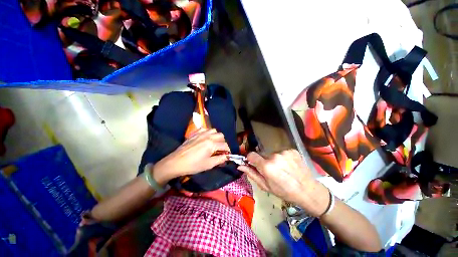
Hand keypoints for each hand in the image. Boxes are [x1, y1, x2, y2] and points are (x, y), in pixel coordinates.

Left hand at [152, 129, 229, 184]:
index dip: (228, 151)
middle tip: (219, 150)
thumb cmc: (193, 165)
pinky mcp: (195, 133)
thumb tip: (227, 157)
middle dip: (223, 142)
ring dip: (216, 136)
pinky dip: (208, 132)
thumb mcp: (208, 164)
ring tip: (213, 143)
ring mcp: (201, 133)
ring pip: (214, 130)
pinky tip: (206, 138)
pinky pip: (205, 129)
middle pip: (221, 136)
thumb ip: (220, 159)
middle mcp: (208, 136)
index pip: (225, 145)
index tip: (227, 155)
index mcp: (211, 144)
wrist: (176, 162)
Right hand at [238, 150, 329, 216]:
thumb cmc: (284, 191)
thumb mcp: (265, 186)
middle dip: (264, 161)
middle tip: (272, 170)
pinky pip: (282, 152)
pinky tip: (289, 166)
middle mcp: (274, 156)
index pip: (251, 155)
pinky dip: (283, 158)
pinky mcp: (292, 150)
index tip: (254, 164)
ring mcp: (284, 152)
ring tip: (282, 169)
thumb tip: (240, 166)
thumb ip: (252, 174)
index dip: (251, 159)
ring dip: (274, 159)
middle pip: (262, 154)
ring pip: (272, 153)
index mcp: (267, 166)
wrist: (308, 190)